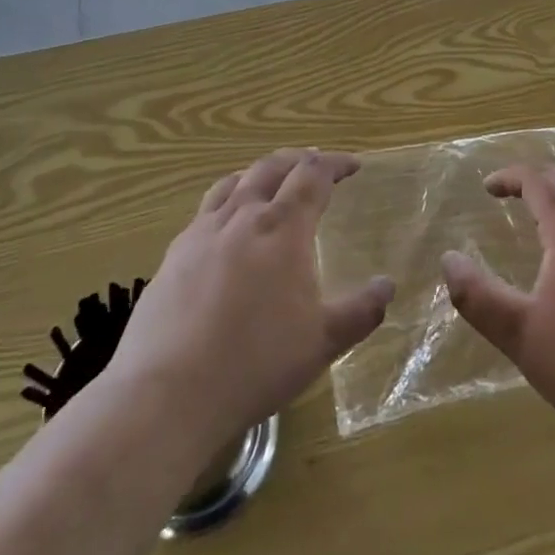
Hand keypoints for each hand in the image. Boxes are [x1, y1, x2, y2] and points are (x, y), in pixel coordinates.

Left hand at [103, 149, 393, 452]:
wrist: (167, 395)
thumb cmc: (256, 363)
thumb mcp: (322, 342)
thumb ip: (361, 310)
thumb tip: (387, 285)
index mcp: (283, 228)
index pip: (314, 175)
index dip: (336, 163)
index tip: (353, 165)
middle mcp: (243, 217)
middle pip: (272, 166)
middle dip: (299, 159)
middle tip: (316, 165)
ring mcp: (202, 233)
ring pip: (234, 182)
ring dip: (260, 173)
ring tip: (271, 183)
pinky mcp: (173, 256)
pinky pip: (205, 211)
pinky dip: (227, 202)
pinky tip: (227, 229)